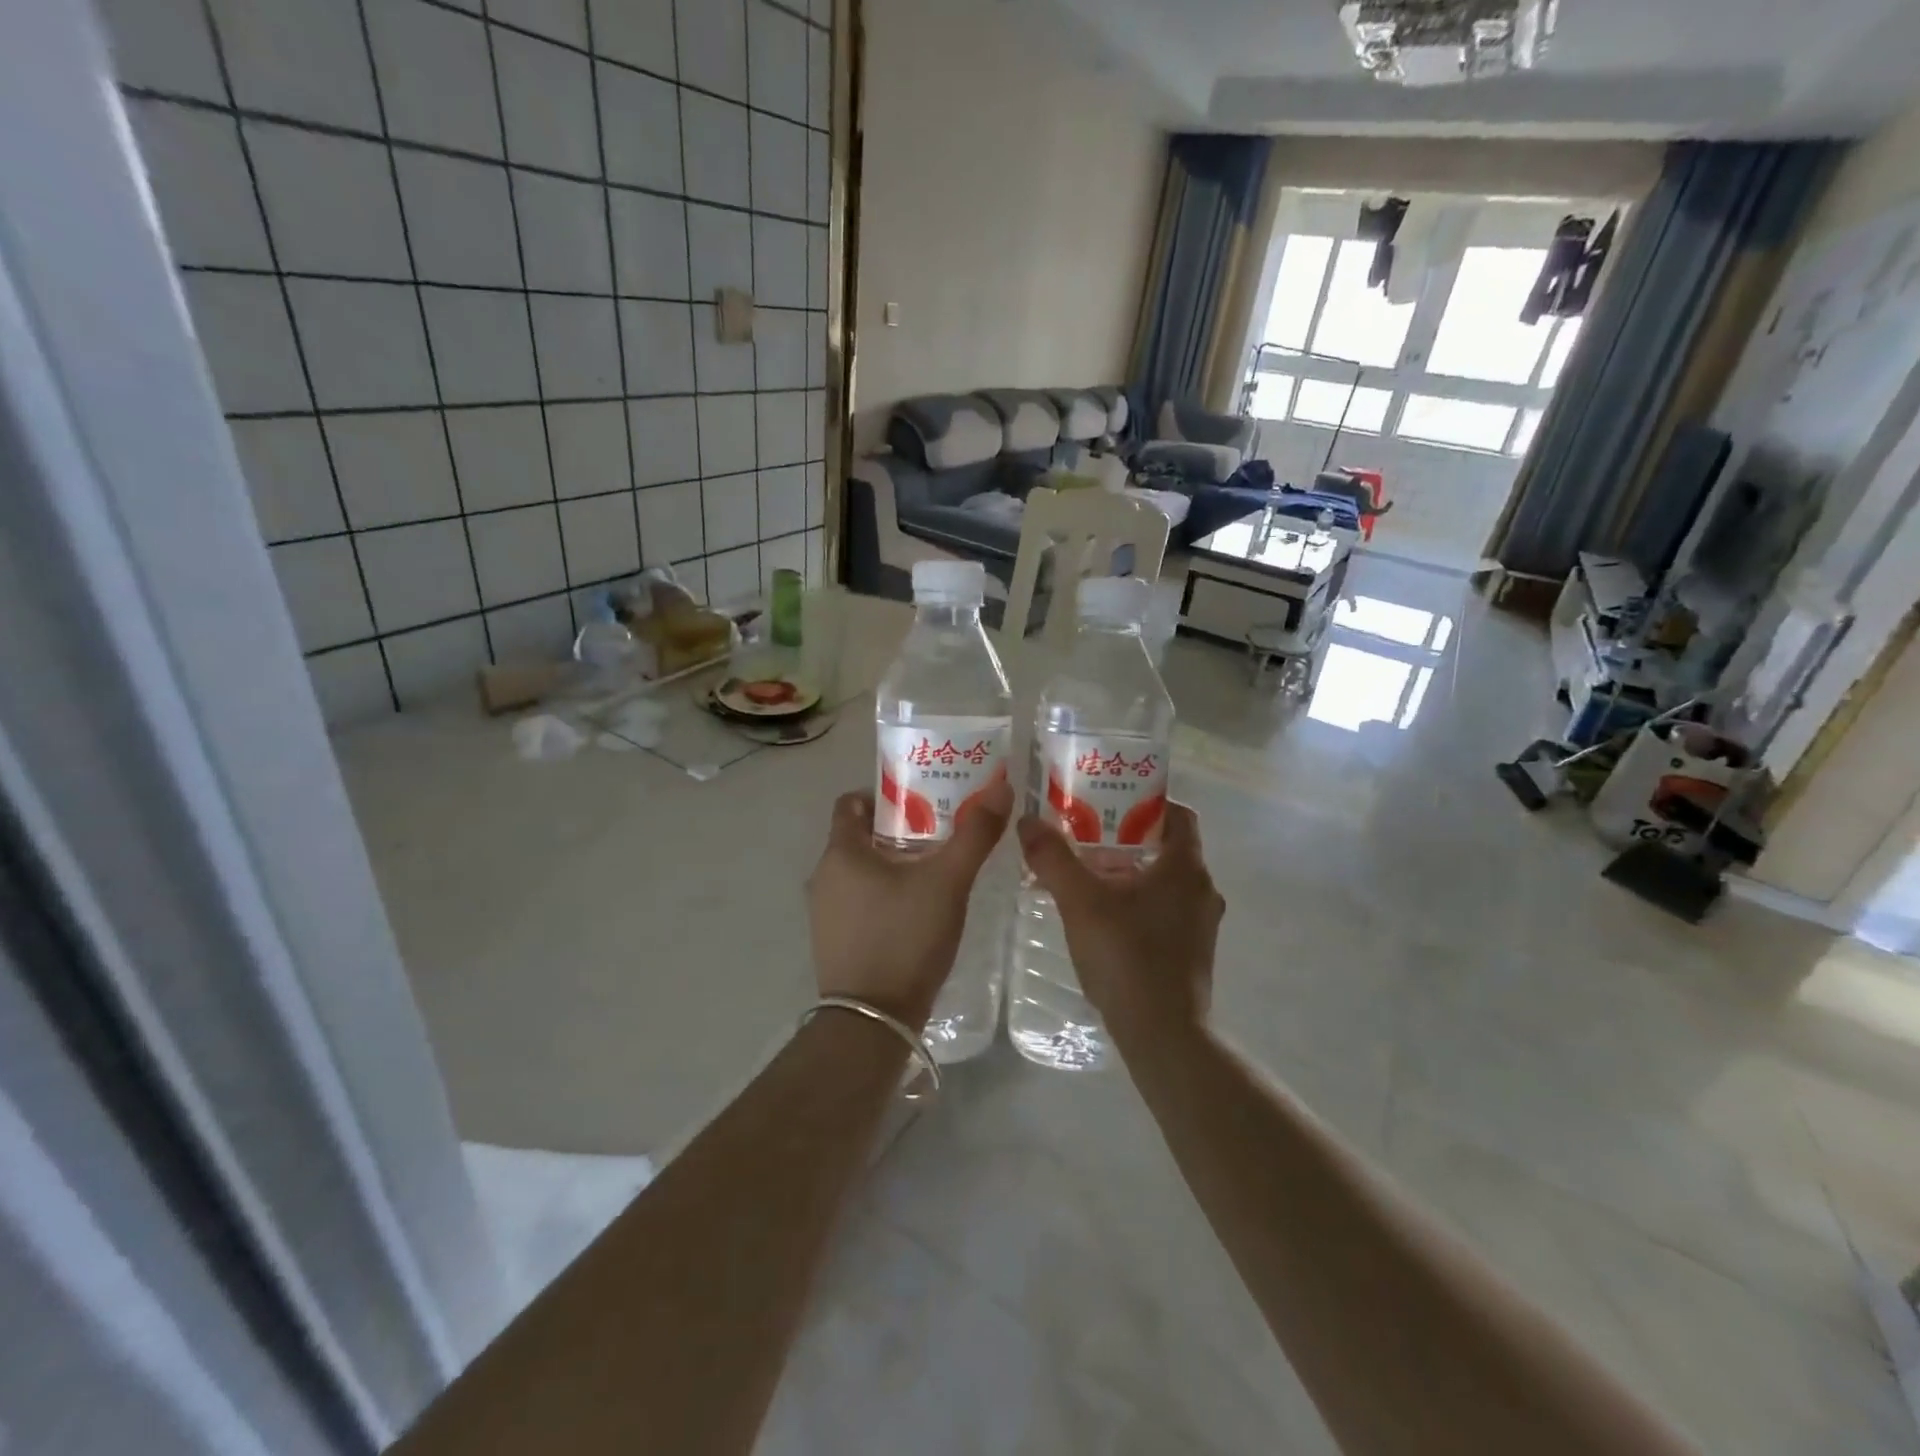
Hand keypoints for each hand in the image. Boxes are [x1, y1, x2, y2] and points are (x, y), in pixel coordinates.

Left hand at [807, 777, 1013, 1027]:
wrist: (873, 1021)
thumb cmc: (905, 938)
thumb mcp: (947, 882)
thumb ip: (974, 835)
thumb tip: (1000, 788)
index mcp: (841, 852)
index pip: (853, 802)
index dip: (886, 795)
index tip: (922, 800)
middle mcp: (823, 876)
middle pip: (859, 836)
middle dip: (898, 830)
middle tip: (941, 832)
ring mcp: (825, 912)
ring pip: (860, 871)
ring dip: (893, 863)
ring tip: (935, 869)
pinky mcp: (834, 940)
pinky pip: (859, 901)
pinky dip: (884, 893)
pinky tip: (917, 909)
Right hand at [1016, 802, 1222, 1048]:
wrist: (1163, 1035)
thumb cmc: (1127, 956)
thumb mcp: (1081, 901)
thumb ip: (1053, 858)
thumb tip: (1027, 820)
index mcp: (1186, 866)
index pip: (1178, 814)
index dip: (1145, 802)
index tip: (1110, 804)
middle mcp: (1202, 889)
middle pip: (1166, 847)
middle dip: (1125, 840)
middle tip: (1084, 839)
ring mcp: (1200, 924)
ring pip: (1163, 882)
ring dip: (1129, 874)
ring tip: (1085, 878)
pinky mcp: (1192, 952)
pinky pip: (1164, 911)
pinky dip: (1137, 904)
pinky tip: (1101, 919)